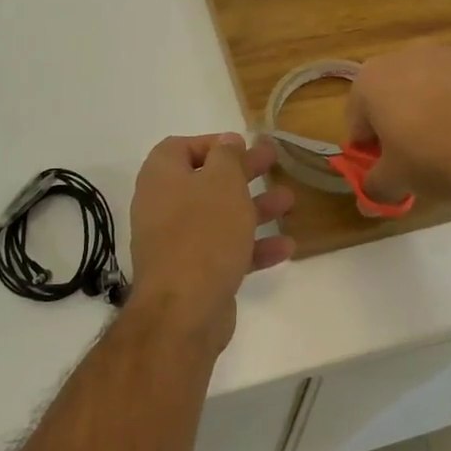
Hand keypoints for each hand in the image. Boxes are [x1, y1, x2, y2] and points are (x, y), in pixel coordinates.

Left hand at [129, 134, 294, 350]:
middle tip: (274, 163)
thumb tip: (227, 141)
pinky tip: (285, 247)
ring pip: (219, 217)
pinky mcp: (193, 273)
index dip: (213, 144)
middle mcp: (163, 205)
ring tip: (289, 202)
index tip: (243, 147)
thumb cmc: (203, 232)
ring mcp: (177, 242)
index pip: (181, 147)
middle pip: (206, 181)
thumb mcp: (222, 182)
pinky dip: (252, 246)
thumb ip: (227, 156)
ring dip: (254, 208)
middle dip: (243, 173)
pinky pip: (224, 251)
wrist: (183, 309)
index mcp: (161, 176)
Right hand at [347, 44, 450, 204]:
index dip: (368, 150)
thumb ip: (374, 187)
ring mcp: (443, 55)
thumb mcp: (395, 180)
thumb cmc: (432, 157)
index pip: (356, 122)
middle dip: (396, 128)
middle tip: (412, 162)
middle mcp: (400, 56)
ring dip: (426, 115)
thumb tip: (367, 200)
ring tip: (446, 150)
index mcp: (369, 81)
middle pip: (389, 99)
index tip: (384, 172)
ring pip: (423, 91)